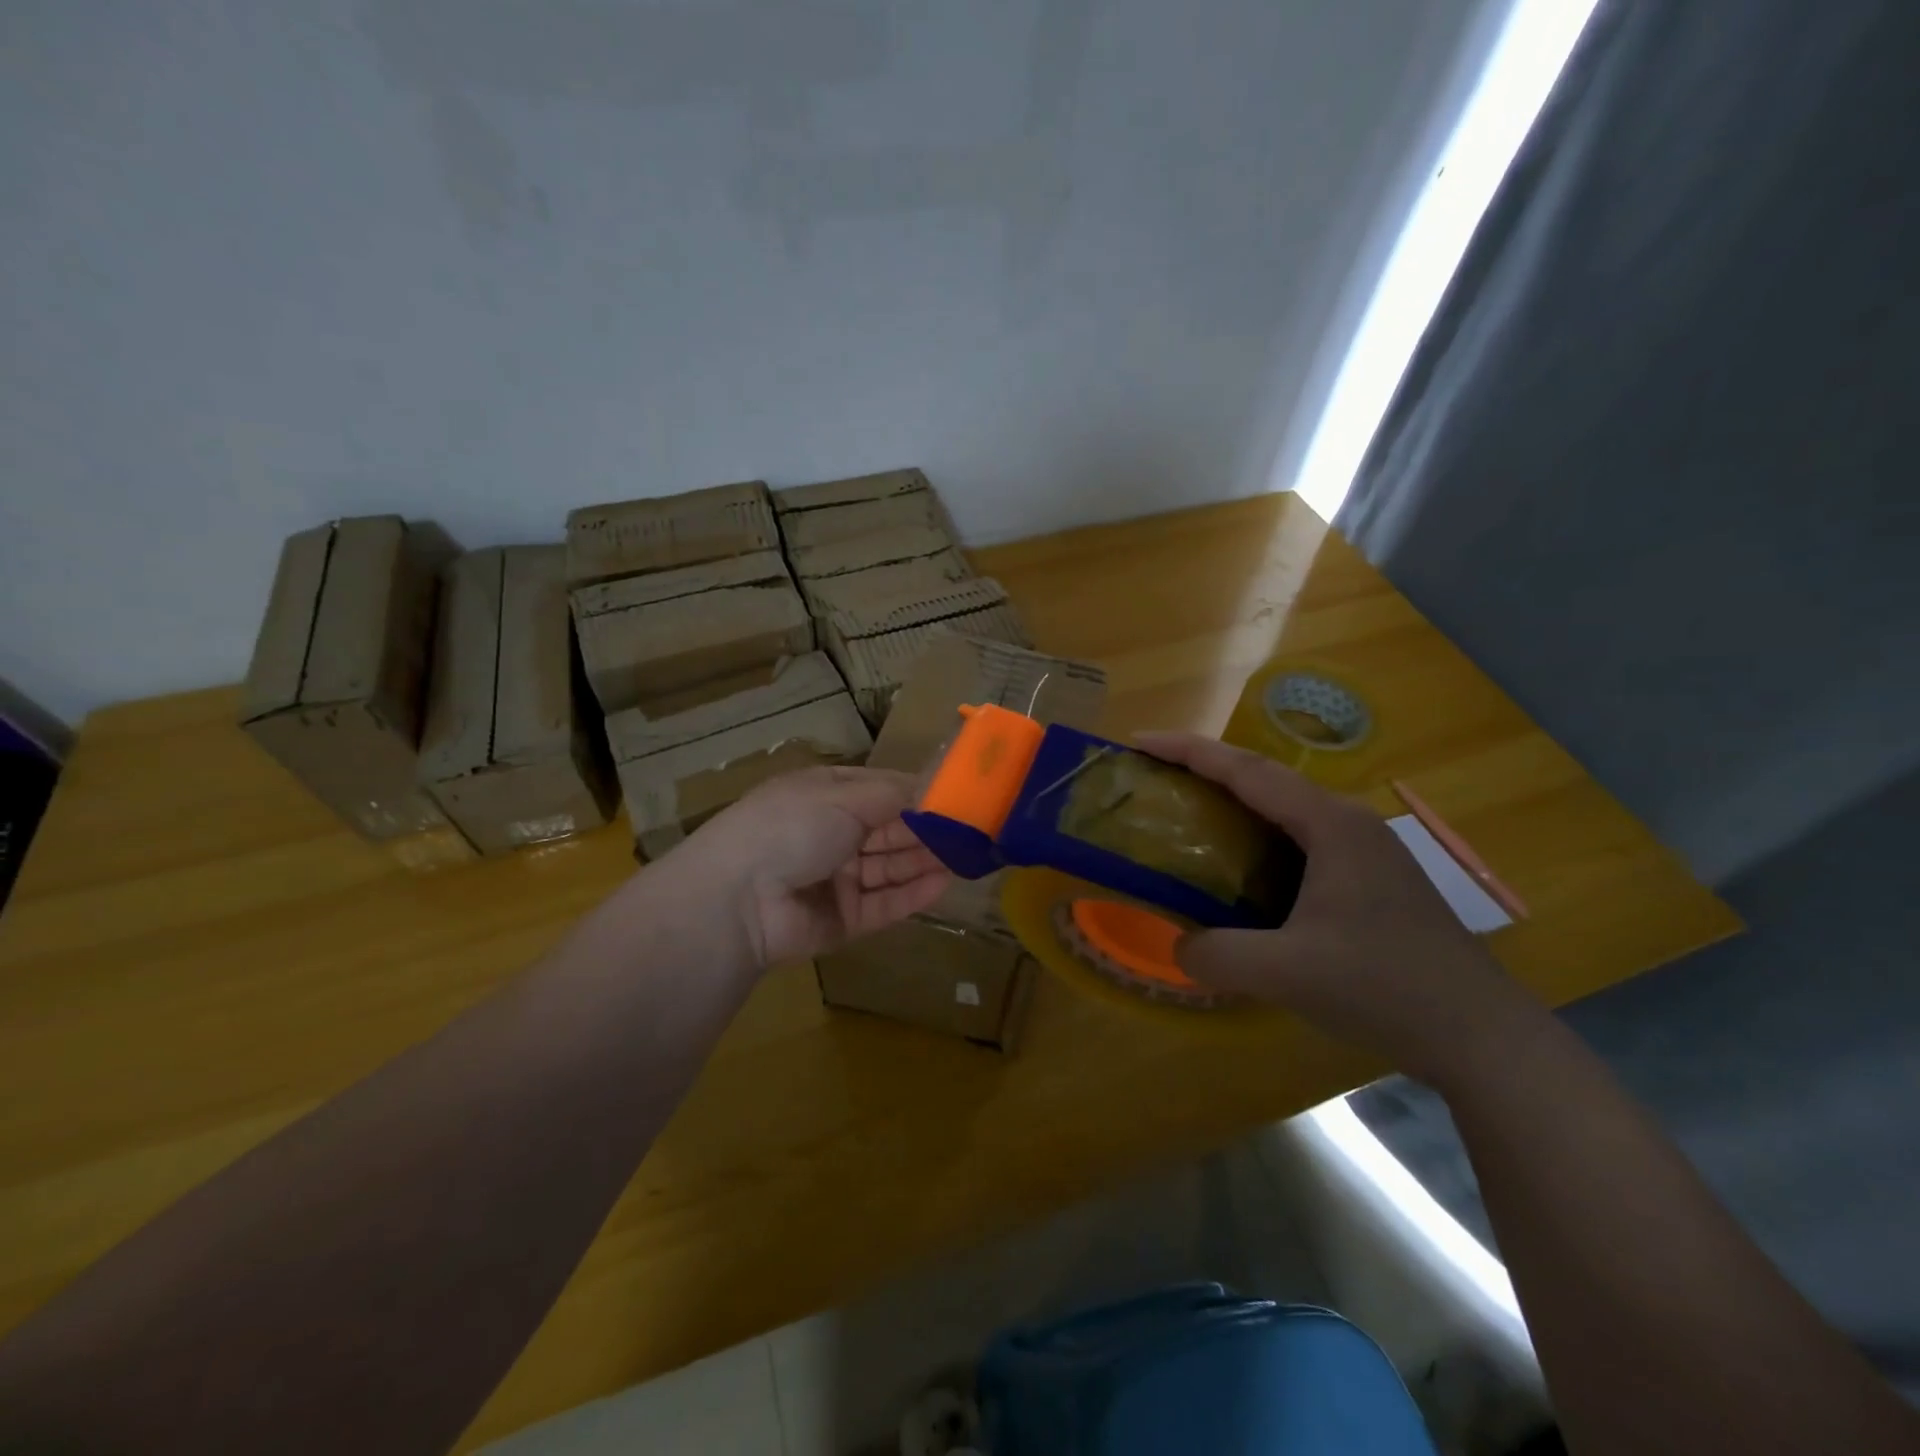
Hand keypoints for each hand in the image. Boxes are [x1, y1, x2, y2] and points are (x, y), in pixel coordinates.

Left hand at [669, 766, 952, 968]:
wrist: (739, 898)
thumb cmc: (792, 826)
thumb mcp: (843, 796)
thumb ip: (895, 795)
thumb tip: (935, 786)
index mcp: (825, 796)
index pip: (882, 791)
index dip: (919, 793)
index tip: (959, 794)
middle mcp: (832, 835)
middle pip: (890, 831)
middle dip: (928, 830)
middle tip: (974, 830)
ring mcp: (837, 879)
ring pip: (891, 868)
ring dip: (926, 861)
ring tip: (969, 856)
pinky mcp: (843, 920)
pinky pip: (884, 904)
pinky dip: (913, 895)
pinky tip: (945, 884)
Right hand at [1134, 732, 1546, 1085]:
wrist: (1483, 1036)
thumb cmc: (1385, 988)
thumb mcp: (1287, 974)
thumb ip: (1217, 955)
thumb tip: (1179, 944)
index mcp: (1329, 825)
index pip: (1246, 771)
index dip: (1188, 751)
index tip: (1139, 741)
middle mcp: (1348, 823)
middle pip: (1265, 779)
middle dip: (1205, 770)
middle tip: (1154, 777)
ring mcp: (1365, 850)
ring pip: (1284, 809)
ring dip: (1233, 803)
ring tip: (1186, 814)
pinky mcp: (1371, 879)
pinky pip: (1300, 840)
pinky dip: (1257, 838)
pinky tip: (1240, 867)